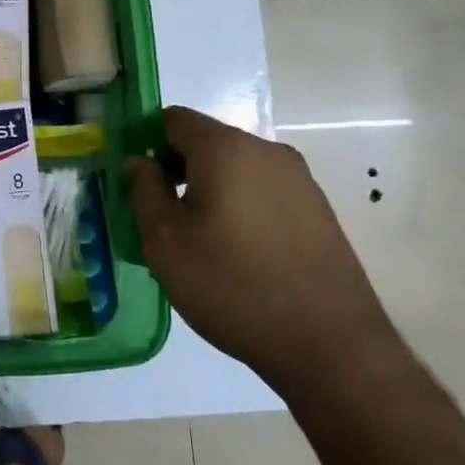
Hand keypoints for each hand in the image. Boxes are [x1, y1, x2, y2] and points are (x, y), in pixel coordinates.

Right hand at [124, 106, 401, 400]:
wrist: (330, 346)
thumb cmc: (232, 285)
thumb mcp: (165, 240)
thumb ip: (144, 189)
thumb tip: (139, 161)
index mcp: (226, 149)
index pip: (173, 119)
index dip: (146, 141)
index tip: (134, 180)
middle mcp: (267, 151)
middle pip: (207, 141)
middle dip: (176, 167)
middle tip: (157, 212)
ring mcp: (300, 180)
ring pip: (236, 167)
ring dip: (208, 188)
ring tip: (196, 237)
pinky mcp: (318, 210)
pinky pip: (262, 190)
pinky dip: (239, 204)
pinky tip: (234, 251)